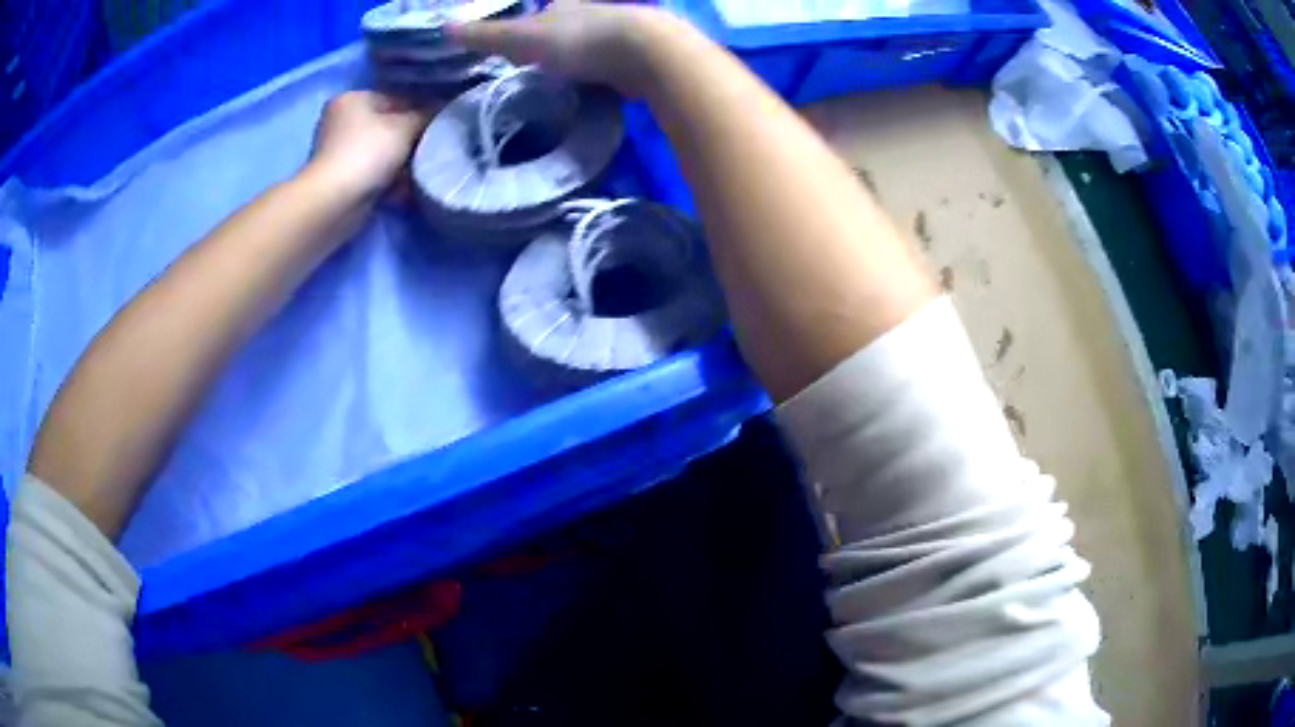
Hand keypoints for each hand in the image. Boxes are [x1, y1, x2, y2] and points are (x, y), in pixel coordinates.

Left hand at [308, 90, 432, 199]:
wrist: (334, 202)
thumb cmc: (368, 153)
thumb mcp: (406, 127)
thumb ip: (426, 115)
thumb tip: (440, 111)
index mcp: (352, 98)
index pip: (395, 99)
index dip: (420, 111)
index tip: (438, 128)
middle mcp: (340, 120)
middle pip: (386, 126)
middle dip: (409, 140)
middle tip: (429, 151)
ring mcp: (336, 150)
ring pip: (380, 151)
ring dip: (399, 163)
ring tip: (416, 174)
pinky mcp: (338, 177)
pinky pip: (371, 172)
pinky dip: (386, 180)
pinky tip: (402, 191)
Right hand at [448, 1, 681, 95]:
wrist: (645, 52)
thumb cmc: (577, 39)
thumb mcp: (520, 38)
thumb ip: (485, 36)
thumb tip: (443, 28)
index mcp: (565, 4)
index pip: (540, 15)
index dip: (526, 33)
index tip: (518, 56)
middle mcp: (594, 12)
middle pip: (568, 30)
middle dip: (556, 49)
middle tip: (541, 76)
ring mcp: (620, 34)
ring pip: (593, 47)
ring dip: (581, 63)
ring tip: (566, 89)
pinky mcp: (641, 57)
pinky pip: (614, 66)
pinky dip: (604, 77)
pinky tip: (597, 93)